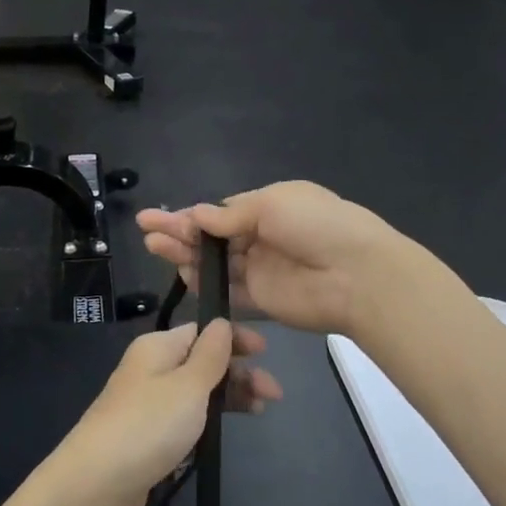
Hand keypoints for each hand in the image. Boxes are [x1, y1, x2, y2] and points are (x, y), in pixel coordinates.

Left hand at [45, 320, 280, 505]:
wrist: (96, 485)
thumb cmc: (148, 426)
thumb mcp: (188, 385)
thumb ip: (210, 355)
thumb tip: (220, 322)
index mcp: (156, 348)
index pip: (201, 331)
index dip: (234, 339)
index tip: (266, 353)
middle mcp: (150, 370)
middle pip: (202, 361)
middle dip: (238, 372)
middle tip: (273, 395)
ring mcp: (147, 405)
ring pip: (196, 392)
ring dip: (228, 397)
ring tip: (259, 412)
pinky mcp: (148, 437)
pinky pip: (185, 419)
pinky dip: (208, 421)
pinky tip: (225, 433)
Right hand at [137, 182, 398, 336]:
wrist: (358, 275)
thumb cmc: (317, 226)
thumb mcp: (272, 205)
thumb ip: (231, 216)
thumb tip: (198, 215)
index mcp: (269, 208)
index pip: (221, 213)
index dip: (190, 215)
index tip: (158, 217)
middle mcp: (262, 238)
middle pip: (212, 237)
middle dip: (179, 232)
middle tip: (147, 231)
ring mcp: (261, 270)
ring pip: (215, 263)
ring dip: (185, 255)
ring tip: (155, 248)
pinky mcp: (262, 300)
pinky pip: (227, 291)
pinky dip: (204, 284)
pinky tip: (181, 275)